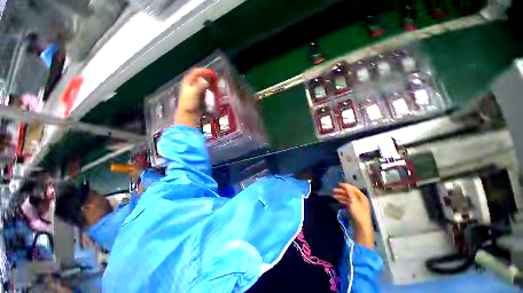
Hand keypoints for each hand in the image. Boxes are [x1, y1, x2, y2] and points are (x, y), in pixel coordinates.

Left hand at [174, 68, 212, 127]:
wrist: (189, 114)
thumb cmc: (189, 103)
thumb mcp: (194, 93)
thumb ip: (200, 86)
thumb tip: (206, 82)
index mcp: (189, 82)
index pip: (196, 72)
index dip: (204, 71)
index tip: (212, 73)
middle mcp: (193, 84)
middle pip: (201, 77)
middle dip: (209, 77)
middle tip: (216, 79)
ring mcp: (197, 90)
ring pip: (205, 83)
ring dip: (211, 83)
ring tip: (216, 85)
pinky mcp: (200, 96)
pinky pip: (207, 90)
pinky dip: (211, 89)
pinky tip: (214, 92)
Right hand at [334, 183, 373, 247]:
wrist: (362, 227)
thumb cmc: (358, 213)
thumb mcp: (354, 202)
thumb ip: (350, 193)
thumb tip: (347, 185)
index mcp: (362, 197)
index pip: (353, 189)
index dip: (346, 186)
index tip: (338, 184)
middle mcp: (360, 200)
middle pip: (350, 193)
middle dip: (342, 191)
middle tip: (334, 191)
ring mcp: (357, 205)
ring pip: (348, 198)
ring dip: (341, 196)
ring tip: (334, 196)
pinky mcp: (355, 209)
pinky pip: (348, 203)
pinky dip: (343, 201)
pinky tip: (338, 201)